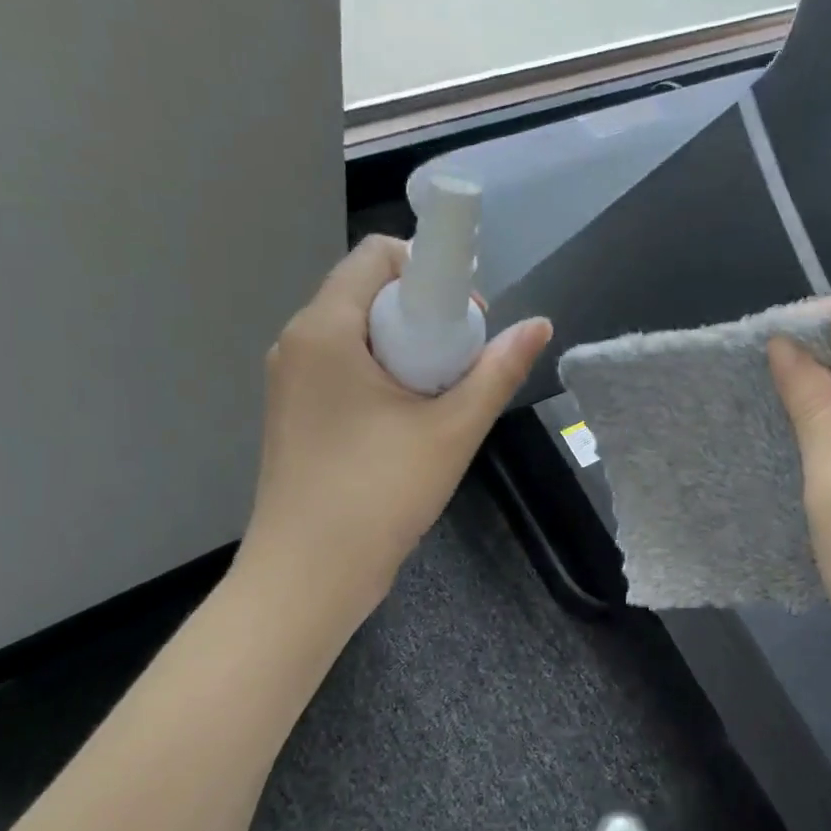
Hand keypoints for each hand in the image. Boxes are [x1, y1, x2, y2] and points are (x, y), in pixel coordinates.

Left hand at [234, 235, 551, 627]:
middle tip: (460, 367)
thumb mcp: (453, 429)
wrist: (309, 576)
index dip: (430, 271)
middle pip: (369, 292)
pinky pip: (345, 367)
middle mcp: (298, 341)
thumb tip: (540, 325)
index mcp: (325, 328)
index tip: (465, 322)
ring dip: (406, 349)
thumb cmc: (379, 493)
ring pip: (359, 333)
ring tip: (439, 400)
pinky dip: (382, 376)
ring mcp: (290, 380)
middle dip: (424, 315)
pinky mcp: (295, 412)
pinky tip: (408, 423)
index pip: (378, 254)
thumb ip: (498, 370)